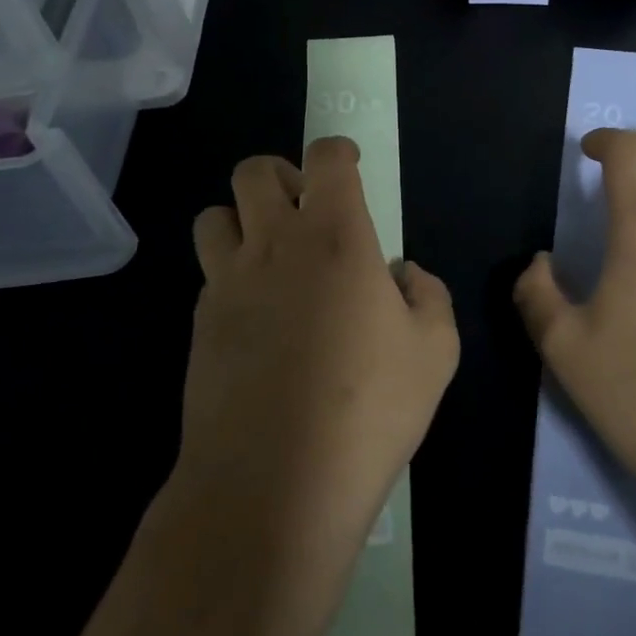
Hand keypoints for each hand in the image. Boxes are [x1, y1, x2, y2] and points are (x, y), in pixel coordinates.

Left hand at [183, 137, 459, 556]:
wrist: (274, 483)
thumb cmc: (369, 408)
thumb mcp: (435, 351)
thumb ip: (428, 296)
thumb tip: (403, 275)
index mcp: (336, 236)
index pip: (326, 158)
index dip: (339, 152)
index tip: (349, 168)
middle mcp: (274, 243)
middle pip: (255, 172)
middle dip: (283, 176)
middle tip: (308, 211)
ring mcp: (228, 283)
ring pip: (215, 215)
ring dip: (243, 219)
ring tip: (272, 255)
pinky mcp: (200, 324)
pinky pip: (210, 273)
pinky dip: (232, 274)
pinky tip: (258, 316)